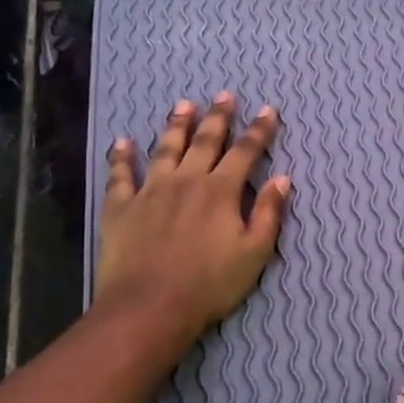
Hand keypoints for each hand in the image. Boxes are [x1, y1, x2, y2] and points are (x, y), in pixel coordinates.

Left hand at [94, 93, 289, 341]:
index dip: (259, 131)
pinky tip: (122, 142)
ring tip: (184, 105)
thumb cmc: (210, 284)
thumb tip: (282, 179)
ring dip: (176, 125)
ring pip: (165, 149)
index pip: (245, 152)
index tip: (268, 110)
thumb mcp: (254, 253)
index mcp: (221, 191)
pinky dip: (121, 157)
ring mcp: (150, 191)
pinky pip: (121, 175)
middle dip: (218, 117)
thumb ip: (269, 214)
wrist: (150, 307)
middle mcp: (186, 181)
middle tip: (224, 95)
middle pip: (205, 141)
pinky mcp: (121, 207)